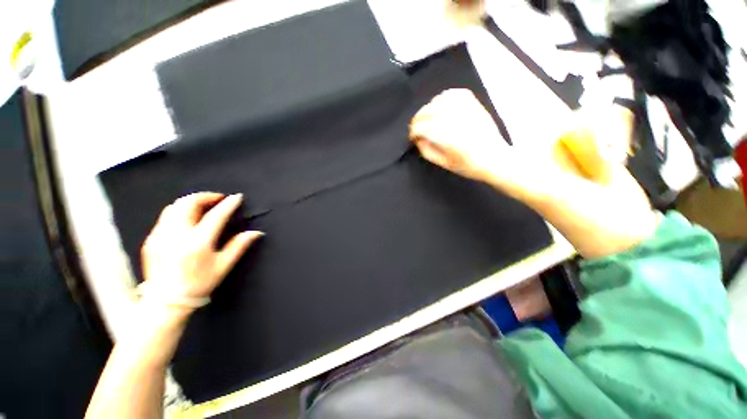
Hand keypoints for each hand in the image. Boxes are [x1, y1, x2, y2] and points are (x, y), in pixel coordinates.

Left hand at [140, 192, 262, 316]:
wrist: (165, 302)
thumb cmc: (199, 284)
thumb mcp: (223, 266)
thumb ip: (239, 246)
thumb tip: (256, 232)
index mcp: (197, 243)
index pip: (216, 216)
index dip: (228, 204)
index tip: (237, 197)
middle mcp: (177, 235)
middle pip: (189, 204)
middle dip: (206, 196)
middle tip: (219, 199)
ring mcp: (160, 236)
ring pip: (174, 207)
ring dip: (192, 201)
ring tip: (205, 205)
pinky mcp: (151, 239)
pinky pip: (165, 216)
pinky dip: (180, 210)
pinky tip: (188, 218)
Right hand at [409, 89, 512, 182]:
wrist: (494, 158)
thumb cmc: (468, 165)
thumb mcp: (443, 163)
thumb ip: (427, 150)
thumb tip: (418, 139)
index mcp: (446, 136)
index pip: (421, 127)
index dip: (413, 132)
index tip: (413, 138)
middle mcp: (454, 119)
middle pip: (426, 112)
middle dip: (417, 121)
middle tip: (417, 129)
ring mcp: (464, 108)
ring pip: (436, 101)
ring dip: (428, 110)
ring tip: (429, 119)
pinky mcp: (472, 103)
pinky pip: (452, 93)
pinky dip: (443, 98)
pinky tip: (441, 106)